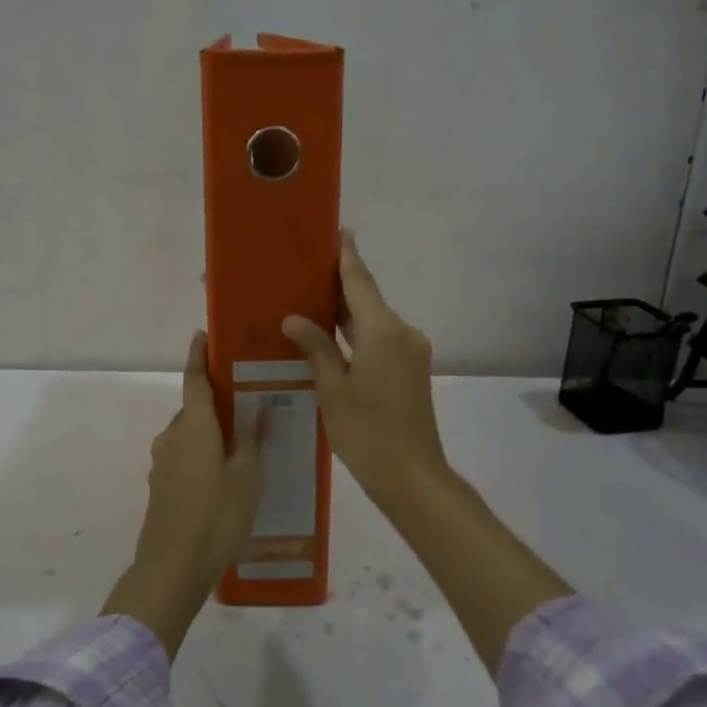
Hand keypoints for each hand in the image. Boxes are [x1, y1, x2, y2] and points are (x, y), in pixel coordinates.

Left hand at [101, 331, 264, 659]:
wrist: (171, 568)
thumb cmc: (216, 517)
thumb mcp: (246, 478)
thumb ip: (252, 439)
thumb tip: (260, 405)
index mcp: (193, 427)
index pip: (194, 380)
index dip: (198, 356)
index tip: (201, 336)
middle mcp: (172, 437)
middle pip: (194, 409)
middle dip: (216, 404)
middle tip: (248, 406)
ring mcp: (162, 462)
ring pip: (189, 435)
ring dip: (211, 433)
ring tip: (242, 445)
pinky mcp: (160, 485)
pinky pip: (184, 456)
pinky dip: (202, 454)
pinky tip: (223, 476)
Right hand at [283, 229, 450, 507]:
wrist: (412, 477)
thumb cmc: (367, 433)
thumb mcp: (332, 390)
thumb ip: (316, 348)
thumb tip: (294, 317)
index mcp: (383, 332)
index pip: (360, 281)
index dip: (346, 255)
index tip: (337, 230)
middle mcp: (402, 333)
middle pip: (367, 298)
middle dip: (338, 284)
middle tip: (303, 269)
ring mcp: (411, 352)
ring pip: (373, 320)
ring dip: (346, 312)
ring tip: (309, 300)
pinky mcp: (411, 369)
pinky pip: (380, 339)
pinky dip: (356, 334)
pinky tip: (330, 337)